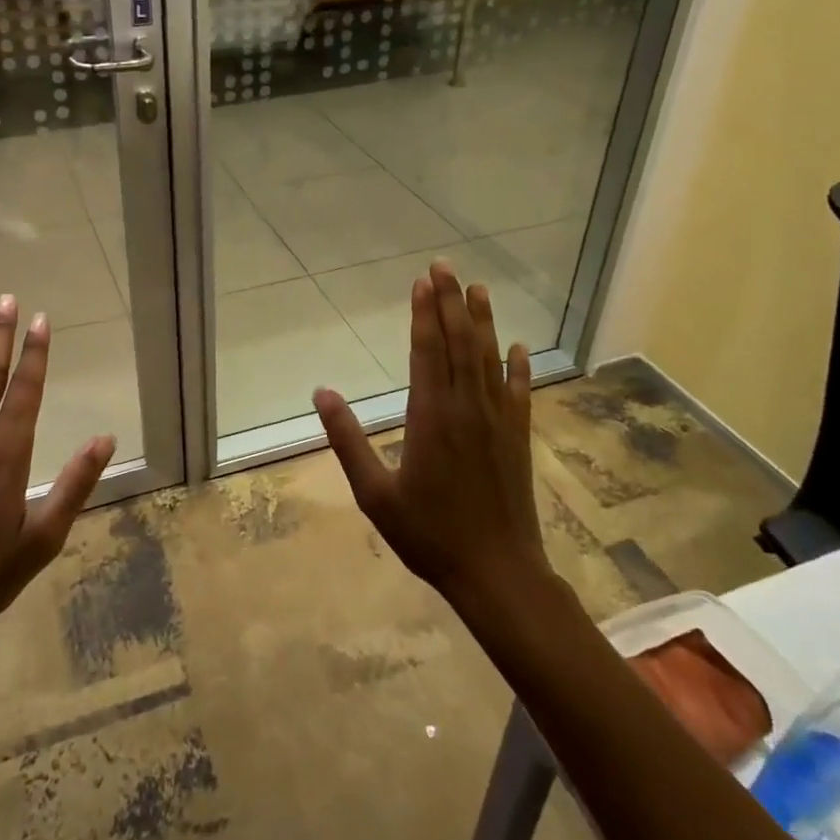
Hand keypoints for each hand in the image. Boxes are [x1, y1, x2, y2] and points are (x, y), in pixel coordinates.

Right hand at [314, 261, 547, 607]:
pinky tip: (517, 345)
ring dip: (483, 321)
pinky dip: (518, 365)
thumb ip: (347, 440)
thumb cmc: (429, 535)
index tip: (421, 281)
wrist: (497, 573)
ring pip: (489, 358)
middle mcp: (467, 408)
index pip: (427, 351)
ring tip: (478, 288)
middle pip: (460, 343)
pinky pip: (519, 391)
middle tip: (446, 266)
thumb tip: (321, 393)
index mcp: (430, 416)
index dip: (424, 314)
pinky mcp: (517, 437)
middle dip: (451, 301)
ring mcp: (498, 421)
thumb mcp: (375, 494)